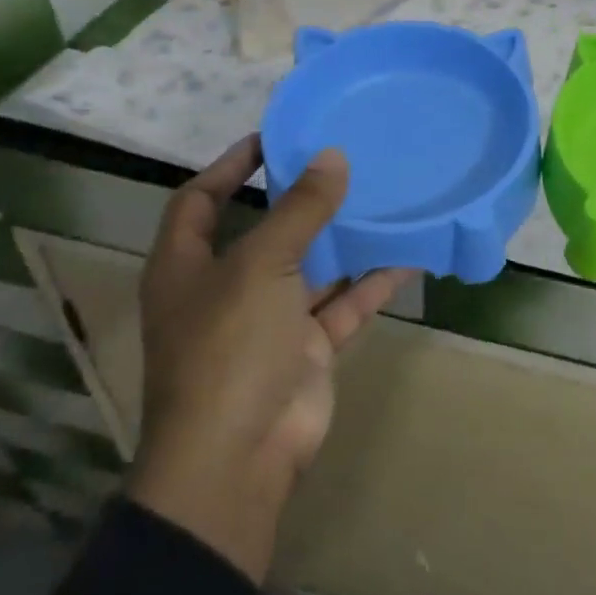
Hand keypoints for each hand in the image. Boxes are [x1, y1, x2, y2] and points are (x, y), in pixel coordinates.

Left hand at [127, 136, 414, 581]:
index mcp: (188, 266)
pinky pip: (343, 304)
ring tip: (382, 196)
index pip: (200, 200)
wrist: (240, 457)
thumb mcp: (260, 266)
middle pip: (263, 230)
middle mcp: (225, 288)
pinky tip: (407, 255)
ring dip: (343, 238)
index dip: (230, 165)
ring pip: (311, 267)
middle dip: (298, 198)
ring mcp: (268, 321)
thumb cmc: (229, 347)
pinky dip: (371, 283)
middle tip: (342, 160)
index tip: (274, 137)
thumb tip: (332, 156)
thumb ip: (300, 210)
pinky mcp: (306, 348)